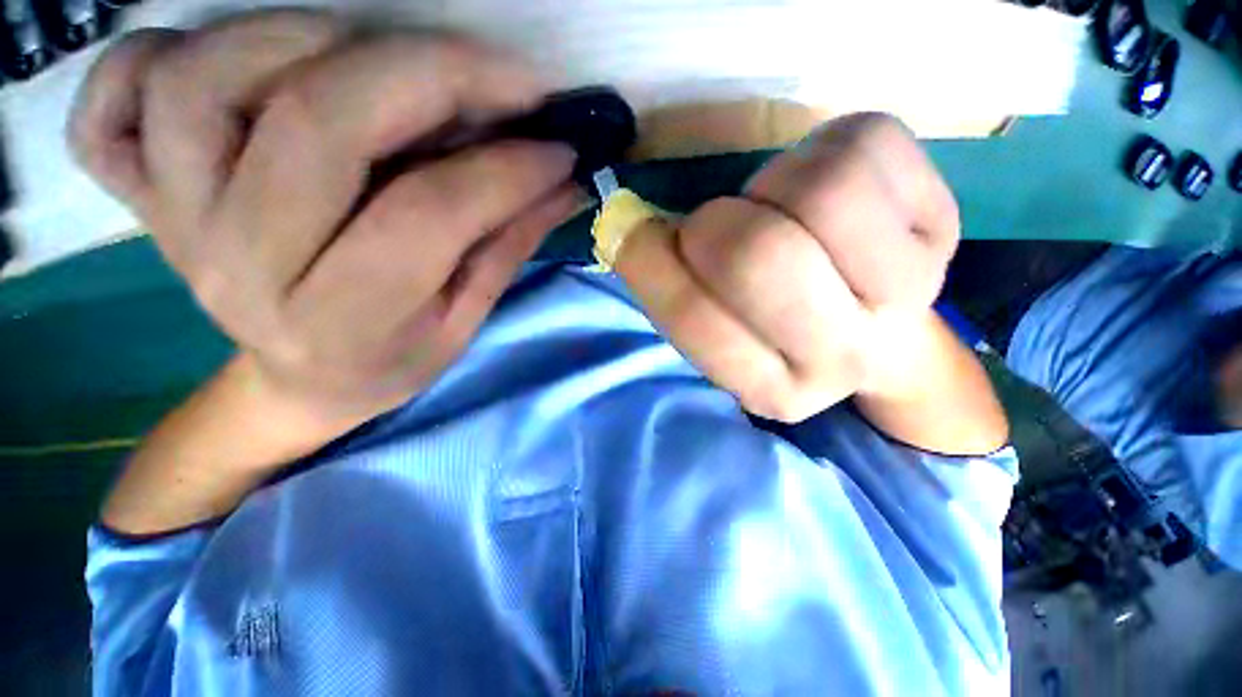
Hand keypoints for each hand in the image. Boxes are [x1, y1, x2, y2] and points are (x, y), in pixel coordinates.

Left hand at [70, 10, 580, 429]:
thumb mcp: (463, 321)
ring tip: (382, 61)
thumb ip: (507, 243)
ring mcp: (173, 221)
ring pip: (202, 81)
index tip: (558, 148)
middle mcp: (242, 265)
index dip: (505, 169)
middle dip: (429, 75)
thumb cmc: (393, 359)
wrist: (303, 382)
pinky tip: (229, 68)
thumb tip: (562, 181)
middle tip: (501, 78)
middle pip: (317, 124)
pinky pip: (107, 104)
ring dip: (306, 38)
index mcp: (345, 320)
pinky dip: (149, 57)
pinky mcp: (138, 195)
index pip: (430, 214)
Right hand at [615, 113, 960, 422]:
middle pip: (759, 256)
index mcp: (772, 389)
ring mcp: (906, 293)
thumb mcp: (714, 326)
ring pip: (823, 194)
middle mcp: (840, 356)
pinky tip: (820, 186)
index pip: (694, 317)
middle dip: (713, 225)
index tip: (648, 239)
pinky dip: (819, 148)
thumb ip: (665, 287)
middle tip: (717, 226)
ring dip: (769, 185)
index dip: (653, 260)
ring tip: (772, 206)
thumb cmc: (777, 322)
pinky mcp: (941, 221)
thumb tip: (626, 227)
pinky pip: (864, 147)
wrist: (875, 317)